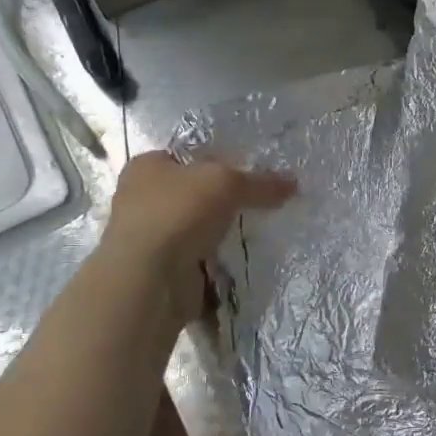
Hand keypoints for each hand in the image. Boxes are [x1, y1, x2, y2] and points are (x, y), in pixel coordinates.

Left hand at [94, 151, 295, 321]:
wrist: (149, 278)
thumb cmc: (179, 213)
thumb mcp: (228, 183)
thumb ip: (261, 183)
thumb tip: (294, 183)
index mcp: (147, 166)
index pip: (190, 156)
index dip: (221, 160)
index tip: (252, 172)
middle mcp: (142, 198)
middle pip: (195, 193)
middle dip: (225, 201)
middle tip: (261, 203)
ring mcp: (150, 236)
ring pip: (198, 227)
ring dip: (221, 233)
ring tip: (258, 231)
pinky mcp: (161, 268)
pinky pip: (199, 258)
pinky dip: (217, 260)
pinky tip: (241, 259)